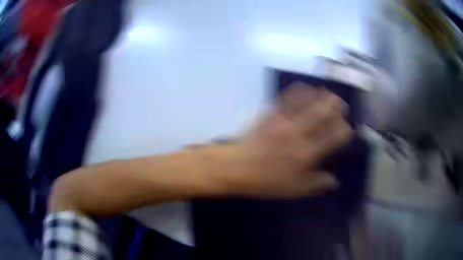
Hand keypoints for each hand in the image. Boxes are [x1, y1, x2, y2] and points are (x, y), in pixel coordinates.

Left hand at [225, 85, 352, 197]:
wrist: (236, 167)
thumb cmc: (265, 181)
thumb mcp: (293, 190)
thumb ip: (315, 184)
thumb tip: (333, 181)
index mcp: (306, 154)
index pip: (332, 138)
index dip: (344, 132)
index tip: (349, 129)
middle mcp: (298, 134)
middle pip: (321, 114)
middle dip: (335, 106)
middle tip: (342, 103)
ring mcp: (283, 122)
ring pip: (306, 103)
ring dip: (318, 95)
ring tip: (326, 92)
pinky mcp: (270, 115)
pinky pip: (286, 99)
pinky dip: (297, 91)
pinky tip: (302, 86)